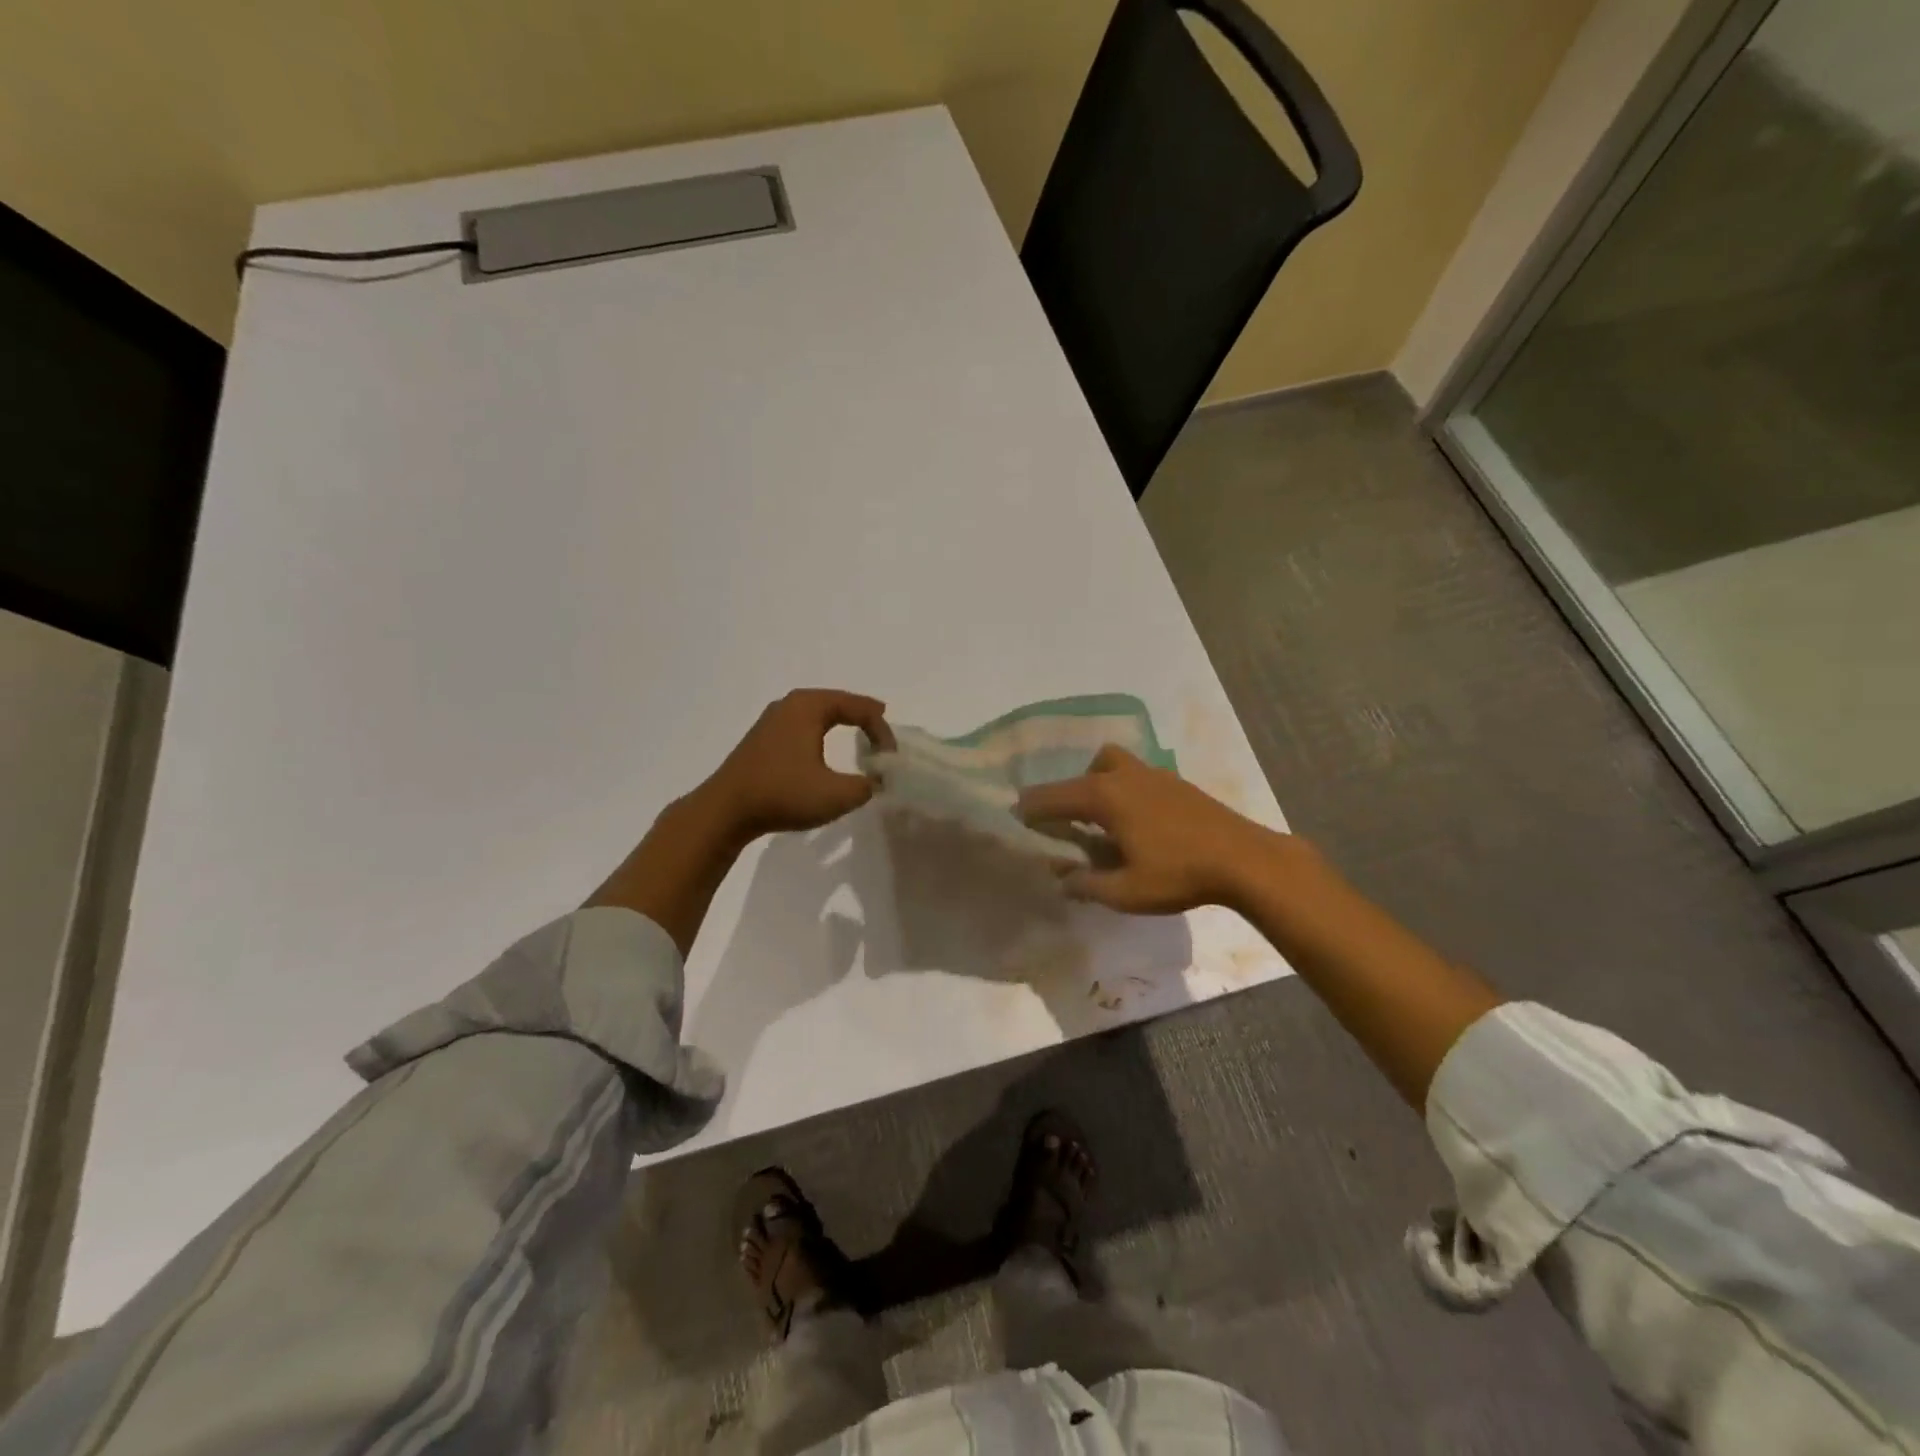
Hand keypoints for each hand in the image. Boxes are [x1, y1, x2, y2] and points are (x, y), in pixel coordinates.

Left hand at [700, 689, 896, 839]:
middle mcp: (790, 704)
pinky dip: (822, 730)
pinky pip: (803, 724)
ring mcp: (772, 720)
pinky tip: (824, 745)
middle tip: (883, 725)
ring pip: (817, 712)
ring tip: (860, 731)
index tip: (891, 757)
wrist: (725, 810)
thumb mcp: (836, 795)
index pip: (858, 707)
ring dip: (841, 721)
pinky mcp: (763, 738)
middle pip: (837, 701)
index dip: (882, 729)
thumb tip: (876, 780)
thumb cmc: (783, 794)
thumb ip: (866, 786)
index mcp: (809, 707)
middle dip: (862, 715)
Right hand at [1016, 745, 1288, 913]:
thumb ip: (1087, 885)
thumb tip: (1062, 879)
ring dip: (1095, 781)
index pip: (1054, 796)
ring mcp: (1154, 775)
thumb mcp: (1126, 892)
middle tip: (1058, 819)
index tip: (1015, 815)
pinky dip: (1121, 787)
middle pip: (1082, 773)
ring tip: (1097, 814)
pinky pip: (1135, 774)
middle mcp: (1125, 776)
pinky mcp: (1176, 783)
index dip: (1031, 807)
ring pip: (1111, 763)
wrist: (1244, 859)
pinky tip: (1133, 819)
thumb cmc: (1179, 874)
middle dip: (1063, 792)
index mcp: (1105, 797)